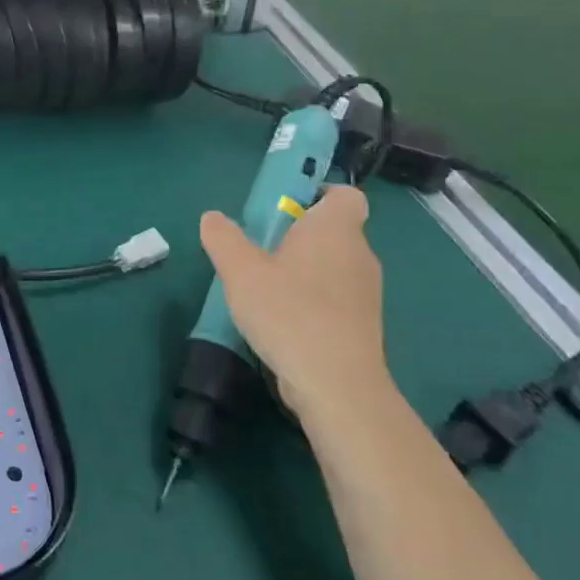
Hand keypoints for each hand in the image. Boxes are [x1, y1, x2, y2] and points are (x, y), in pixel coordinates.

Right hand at [199, 186, 395, 431]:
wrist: (336, 385)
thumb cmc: (288, 313)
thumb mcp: (240, 270)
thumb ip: (223, 238)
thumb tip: (213, 218)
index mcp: (335, 229)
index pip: (345, 195)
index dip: (319, 194)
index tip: (285, 207)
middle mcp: (359, 254)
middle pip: (334, 230)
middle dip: (299, 234)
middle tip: (259, 248)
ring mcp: (366, 292)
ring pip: (334, 265)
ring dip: (304, 269)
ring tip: (266, 287)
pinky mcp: (363, 325)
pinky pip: (336, 296)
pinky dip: (313, 299)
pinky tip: (283, 319)